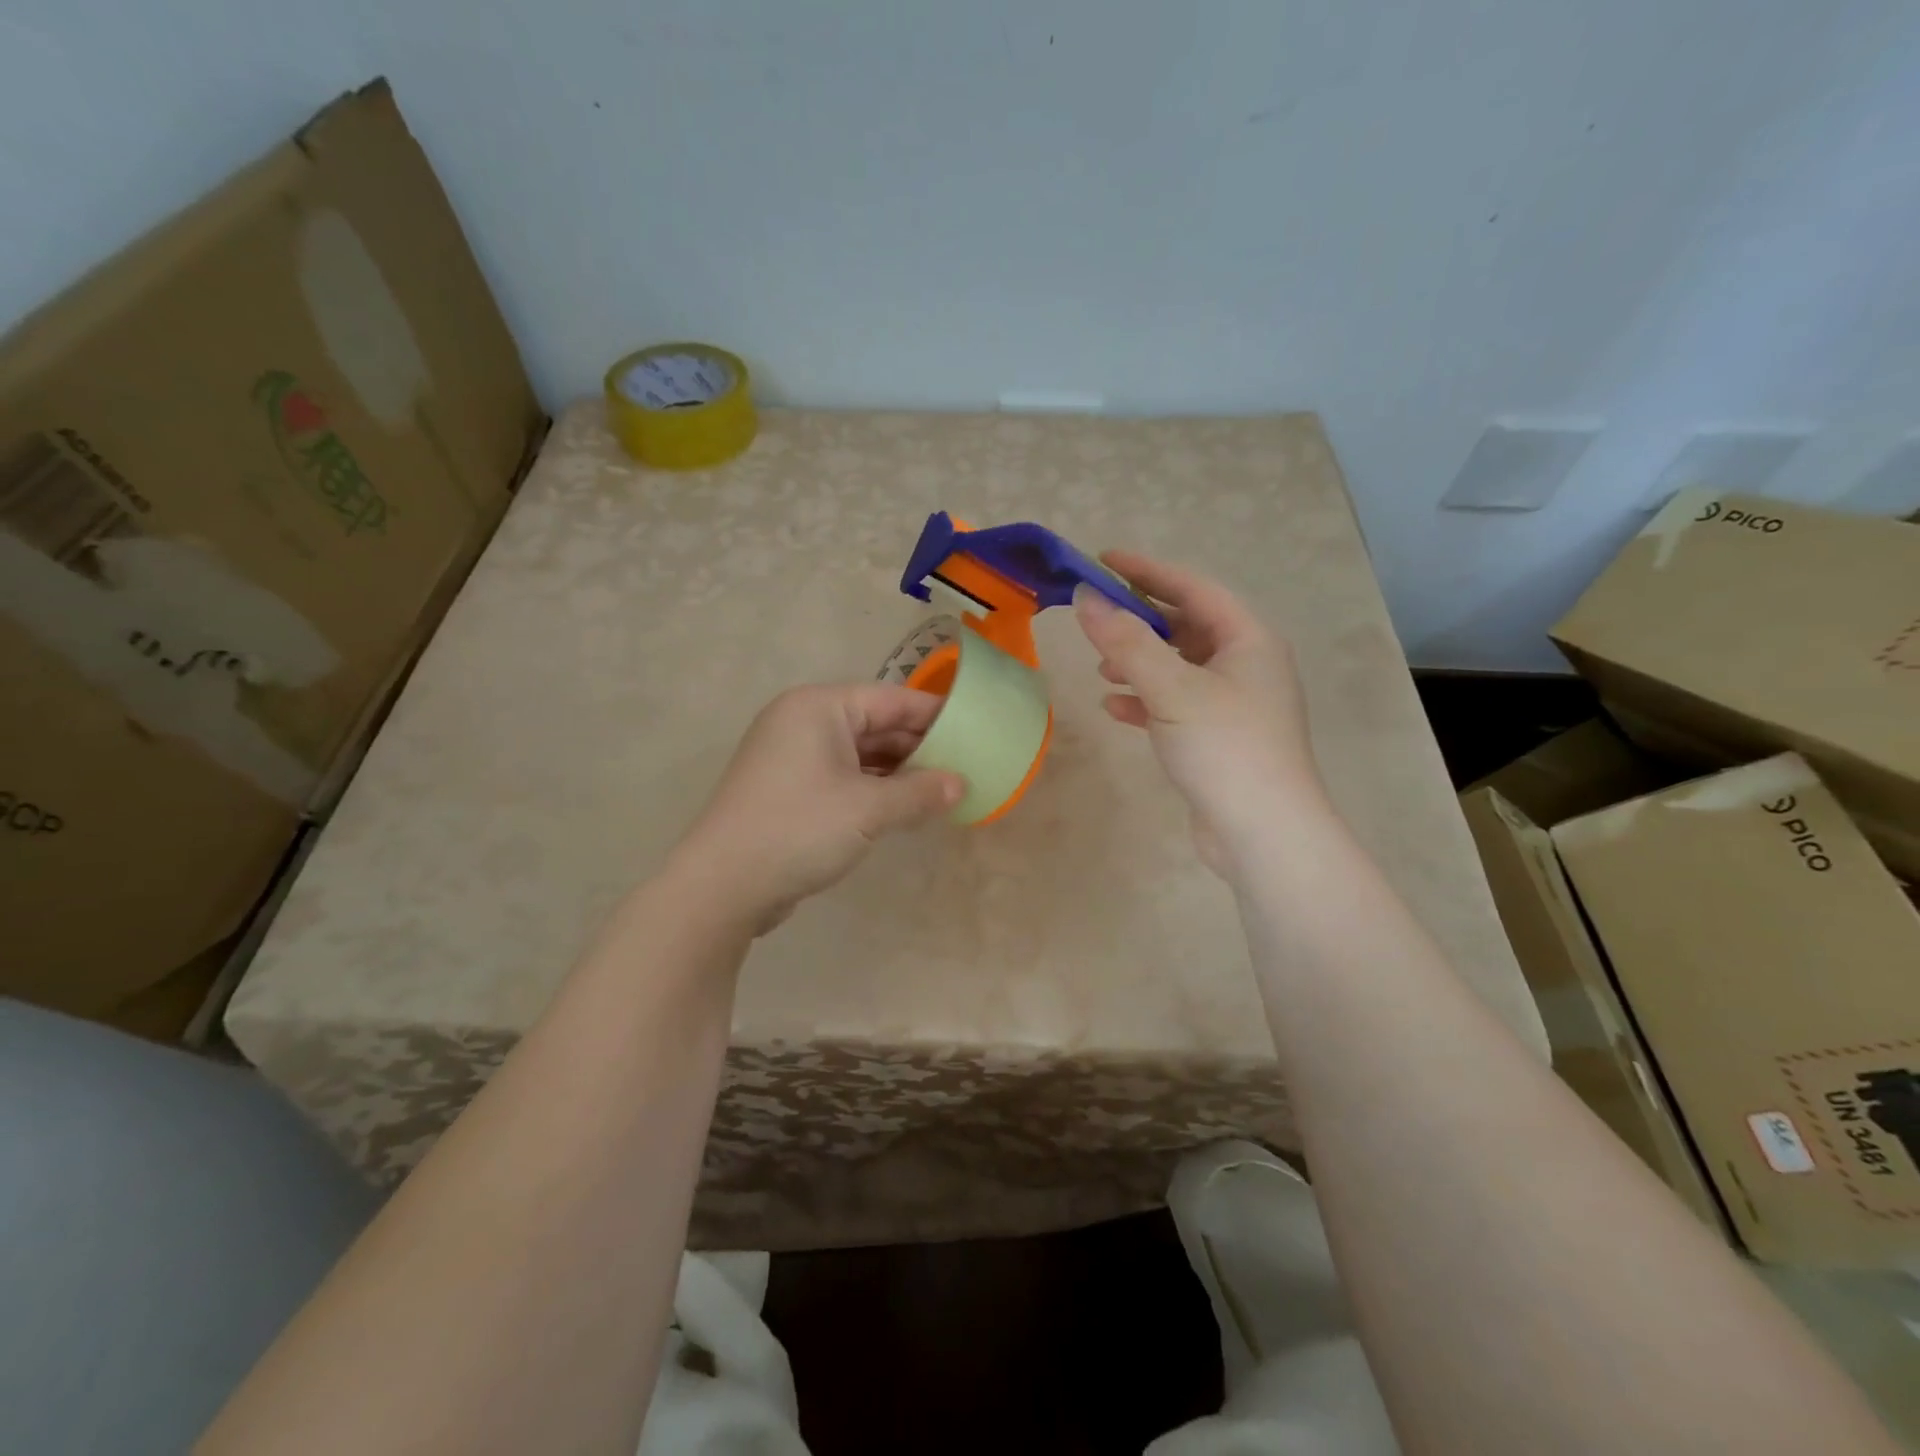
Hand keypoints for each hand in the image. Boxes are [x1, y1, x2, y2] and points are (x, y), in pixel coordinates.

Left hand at [670, 683, 963, 932]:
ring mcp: (792, 758)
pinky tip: (905, 807)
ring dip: (899, 772)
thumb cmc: (800, 828)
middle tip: (966, 766)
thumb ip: (920, 792)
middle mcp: (803, 722)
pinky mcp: (788, 790)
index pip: (891, 699)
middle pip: (874, 724)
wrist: (723, 886)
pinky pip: (843, 778)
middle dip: (919, 747)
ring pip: (860, 755)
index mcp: (819, 707)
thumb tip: (961, 785)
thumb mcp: (869, 809)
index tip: (976, 730)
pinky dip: (874, 789)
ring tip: (943, 789)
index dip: (935, 715)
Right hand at [1074, 551, 1326, 873]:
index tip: (1104, 560)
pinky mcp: (1218, 738)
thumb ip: (1126, 642)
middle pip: (1186, 627)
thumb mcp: (1171, 689)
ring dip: (1139, 664)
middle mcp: (1246, 665)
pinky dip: (1145, 701)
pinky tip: (1115, 709)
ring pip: (1179, 668)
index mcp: (1248, 640)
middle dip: (1140, 623)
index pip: (1194, 588)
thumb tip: (1086, 598)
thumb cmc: (1225, 747)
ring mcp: (1234, 704)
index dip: (1148, 571)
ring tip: (1101, 669)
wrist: (1263, 833)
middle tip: (1097, 619)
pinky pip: (1176, 704)